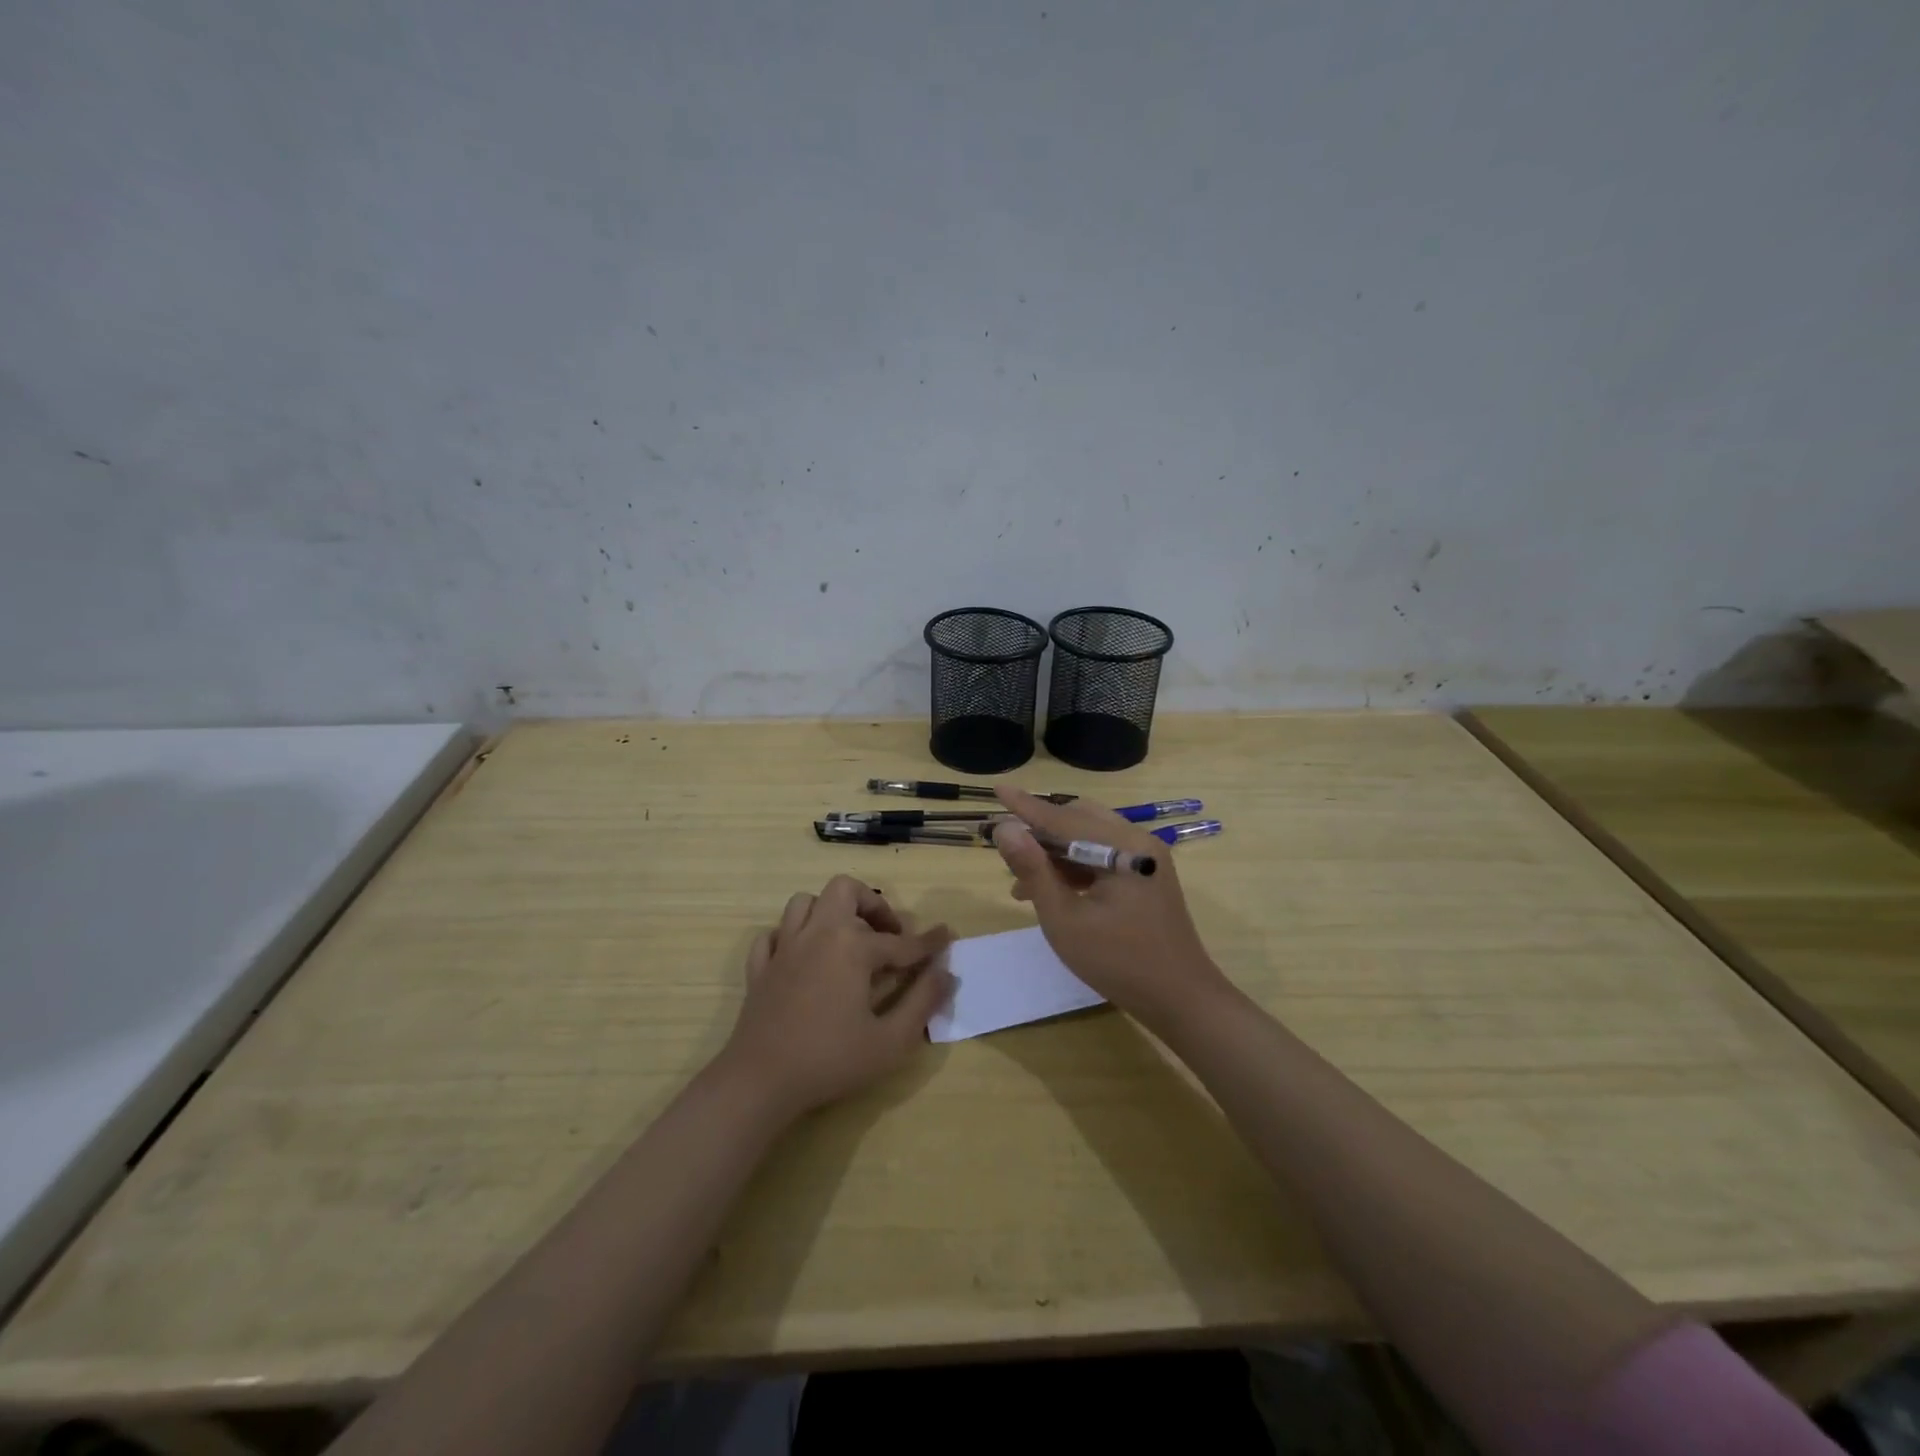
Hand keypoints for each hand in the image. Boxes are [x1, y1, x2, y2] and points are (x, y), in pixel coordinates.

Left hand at [718, 875, 953, 1116]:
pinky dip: (790, 937)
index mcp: (852, 947)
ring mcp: (784, 948)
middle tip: (887, 934)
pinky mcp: (760, 967)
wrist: (760, 1081)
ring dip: (829, 912)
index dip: (928, 942)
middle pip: (844, 890)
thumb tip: (947, 973)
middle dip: (871, 904)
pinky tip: (803, 957)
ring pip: (804, 903)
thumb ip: (923, 1002)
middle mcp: (818, 934)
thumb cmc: (831, 1060)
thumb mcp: (891, 1040)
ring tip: (846, 939)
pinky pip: (773, 935)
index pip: (901, 941)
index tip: (947, 936)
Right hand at [992, 787, 1230, 1028]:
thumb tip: (1004, 829)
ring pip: (1089, 837)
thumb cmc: (1118, 961)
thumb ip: (1033, 870)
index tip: (997, 789)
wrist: (1181, 999)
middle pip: (1078, 819)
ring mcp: (1146, 857)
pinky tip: (1050, 891)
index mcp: (1123, 845)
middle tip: (1008, 853)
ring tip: (1021, 883)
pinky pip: (1103, 855)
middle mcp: (1138, 840)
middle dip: (1040, 832)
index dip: (1025, 806)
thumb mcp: (1064, 919)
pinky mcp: (1146, 874)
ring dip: (1055, 852)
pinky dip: (1075, 866)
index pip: (1062, 817)